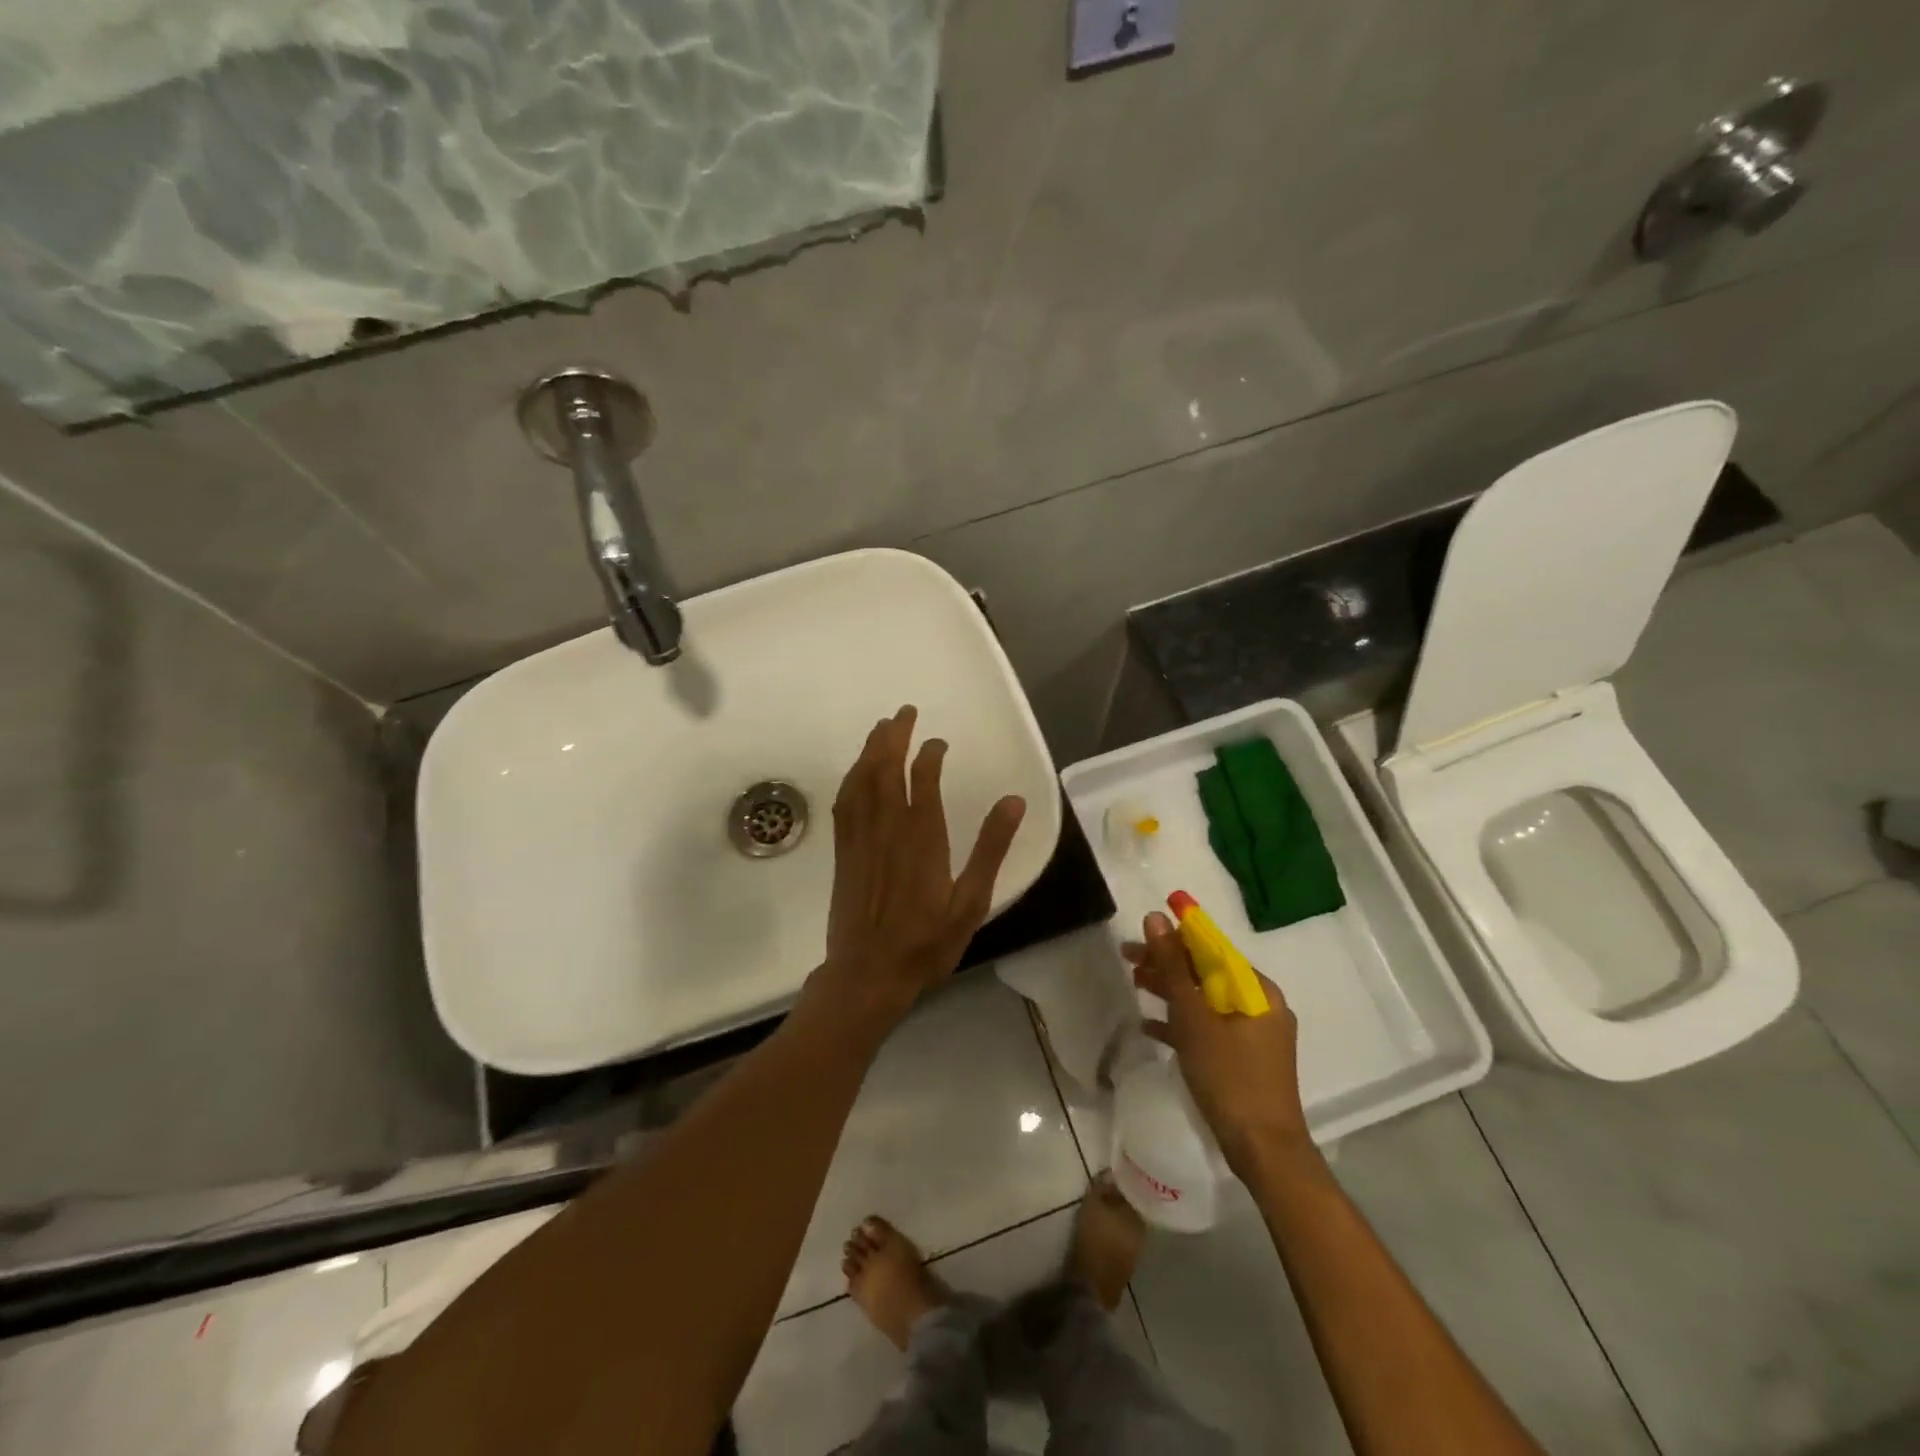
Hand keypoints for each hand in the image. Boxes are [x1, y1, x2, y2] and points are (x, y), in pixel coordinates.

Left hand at [813, 706, 1026, 1027]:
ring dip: (871, 751)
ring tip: (880, 729)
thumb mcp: (970, 902)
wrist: (867, 975)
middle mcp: (888, 829)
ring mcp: (860, 840)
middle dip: (894, 737)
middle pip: (886, 770)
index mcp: (922, 838)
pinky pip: (844, 804)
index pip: (924, 780)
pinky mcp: (843, 853)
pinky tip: (856, 772)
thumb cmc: (926, 943)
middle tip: (904, 713)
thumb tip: (1014, 801)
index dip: (929, 754)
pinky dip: (852, 779)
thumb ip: (991, 849)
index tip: (938, 741)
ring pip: (862, 781)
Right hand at [1123, 911, 1314, 1177]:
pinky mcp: (1244, 1059)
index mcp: (1257, 990)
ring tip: (1135, 983)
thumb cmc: (1229, 1077)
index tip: (1140, 934)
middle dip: (1167, 965)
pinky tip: (1149, 1025)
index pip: (1212, 948)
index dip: (1175, 937)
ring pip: (1205, 1000)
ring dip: (1170, 991)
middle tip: (1128, 958)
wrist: (1264, 1151)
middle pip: (1207, 973)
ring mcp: (1254, 1034)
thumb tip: (1156, 918)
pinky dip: (1182, 1023)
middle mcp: (1261, 1005)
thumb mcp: (1194, 1018)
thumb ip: (1172, 967)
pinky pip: (1209, 1028)